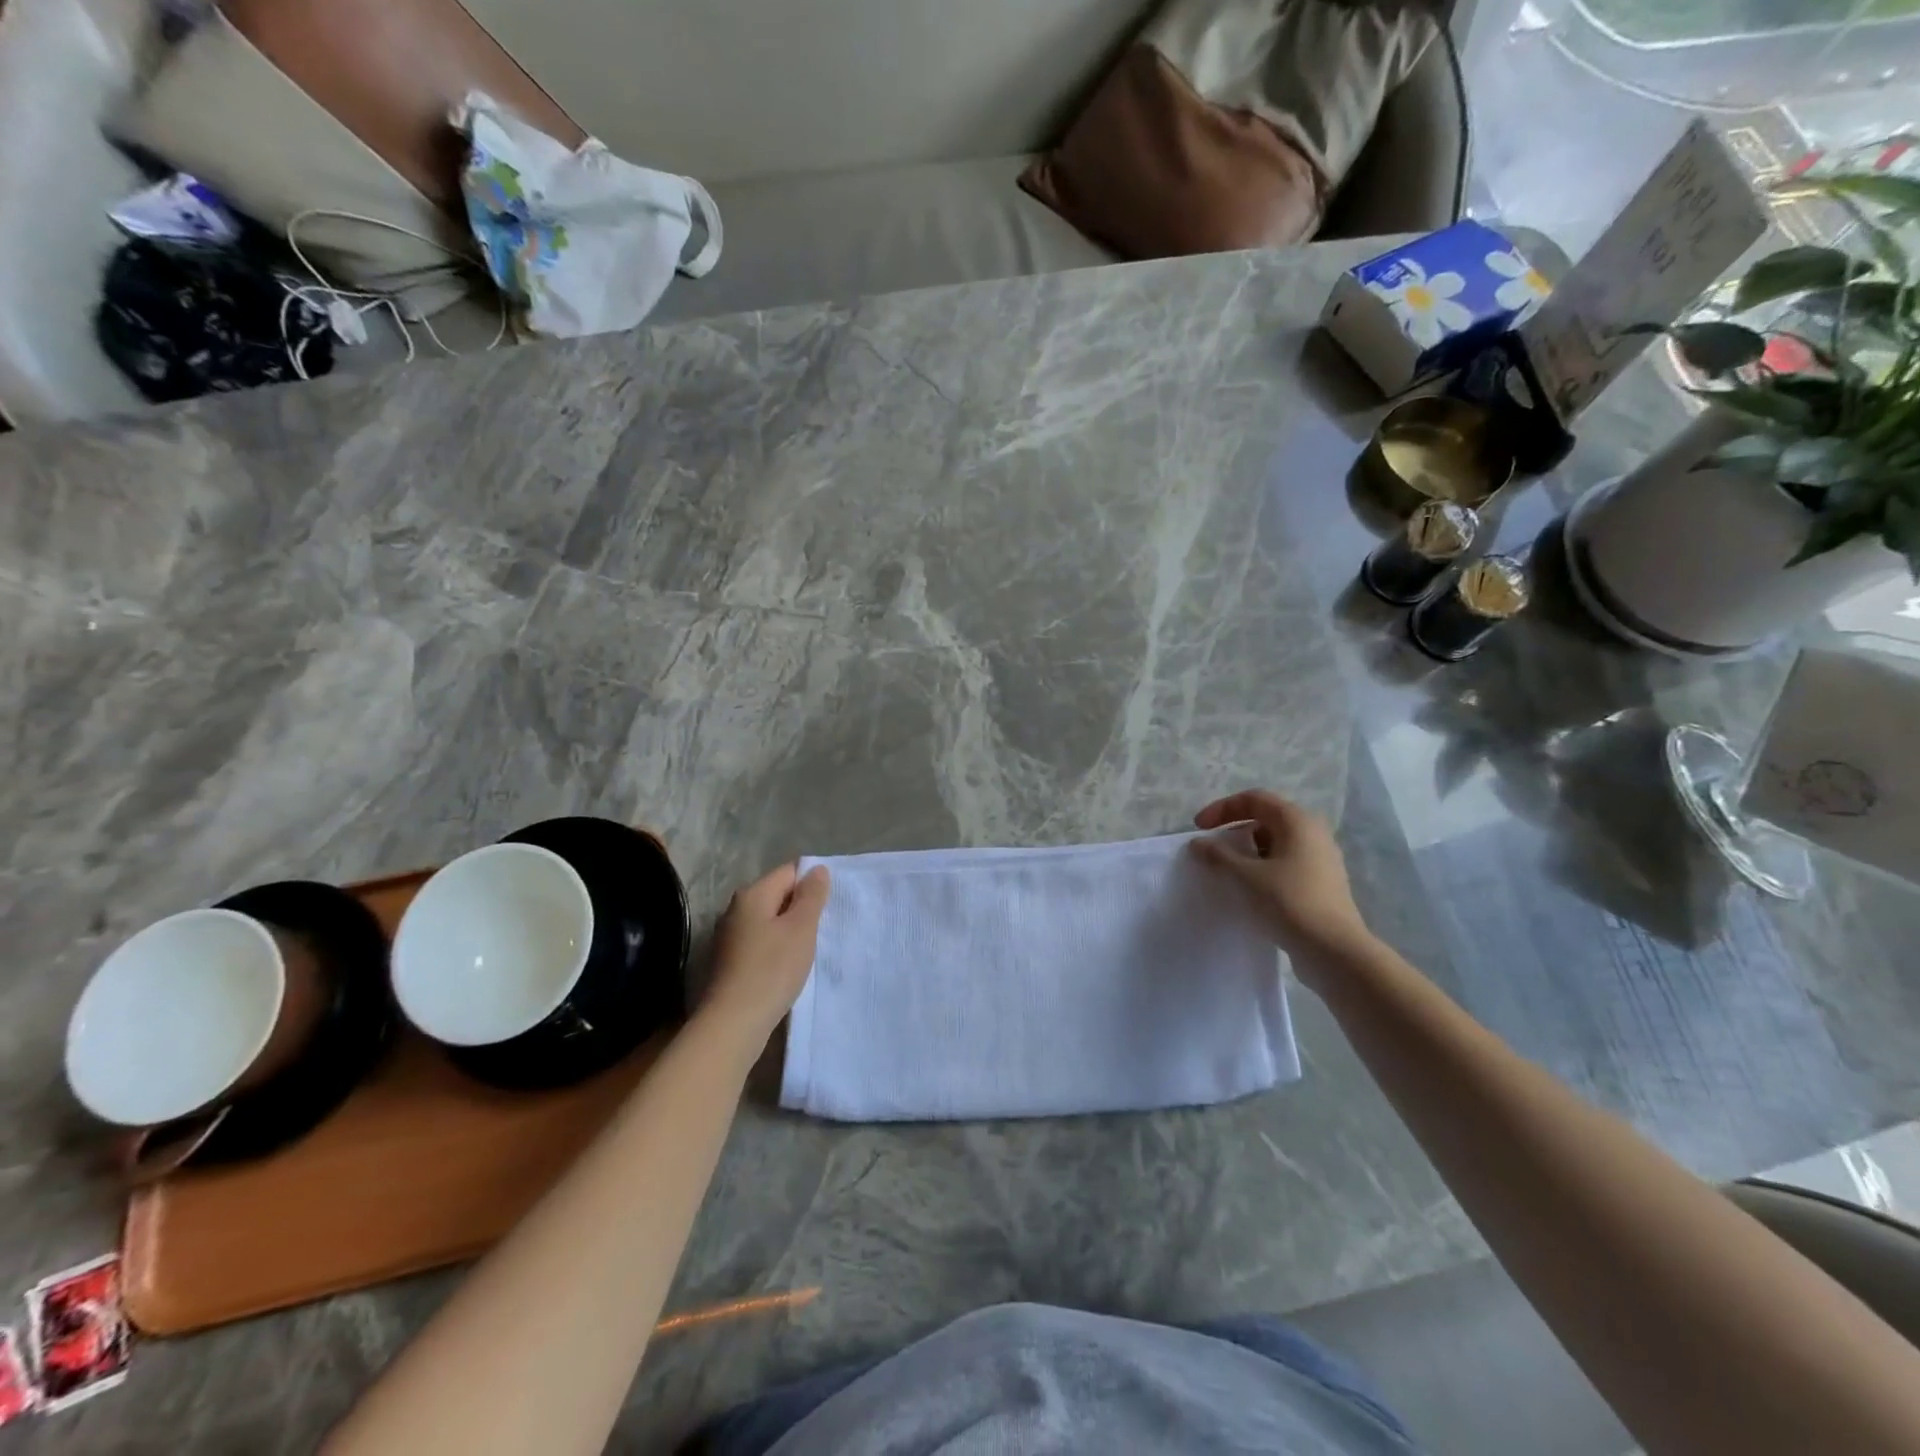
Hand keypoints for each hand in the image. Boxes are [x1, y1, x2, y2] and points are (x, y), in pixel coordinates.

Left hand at [699, 863, 830, 1046]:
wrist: (733, 1023)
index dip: (812, 885)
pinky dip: (776, 949)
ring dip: (789, 931)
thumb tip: (817, 869)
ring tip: (807, 950)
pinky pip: (760, 943)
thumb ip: (812, 896)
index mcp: (752, 894)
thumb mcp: (801, 928)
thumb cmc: (772, 969)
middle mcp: (736, 909)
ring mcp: (729, 936)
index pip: (789, 872)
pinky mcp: (728, 961)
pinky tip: (787, 967)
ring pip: (769, 921)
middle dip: (801, 908)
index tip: (828, 908)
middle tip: (822, 929)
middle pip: (777, 895)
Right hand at [1191, 790, 1372, 978]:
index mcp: (1297, 821)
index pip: (1254, 799)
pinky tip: (1251, 888)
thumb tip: (1198, 843)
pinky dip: (1263, 867)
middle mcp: (1313, 832)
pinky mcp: (1322, 882)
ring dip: (1248, 850)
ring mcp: (1321, 858)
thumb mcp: (1245, 876)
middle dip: (1235, 829)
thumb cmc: (1288, 902)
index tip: (1199, 829)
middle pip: (1266, 818)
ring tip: (1228, 870)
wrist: (1334, 950)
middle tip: (1213, 848)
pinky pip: (1286, 862)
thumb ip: (1218, 855)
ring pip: (1276, 842)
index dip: (1222, 808)